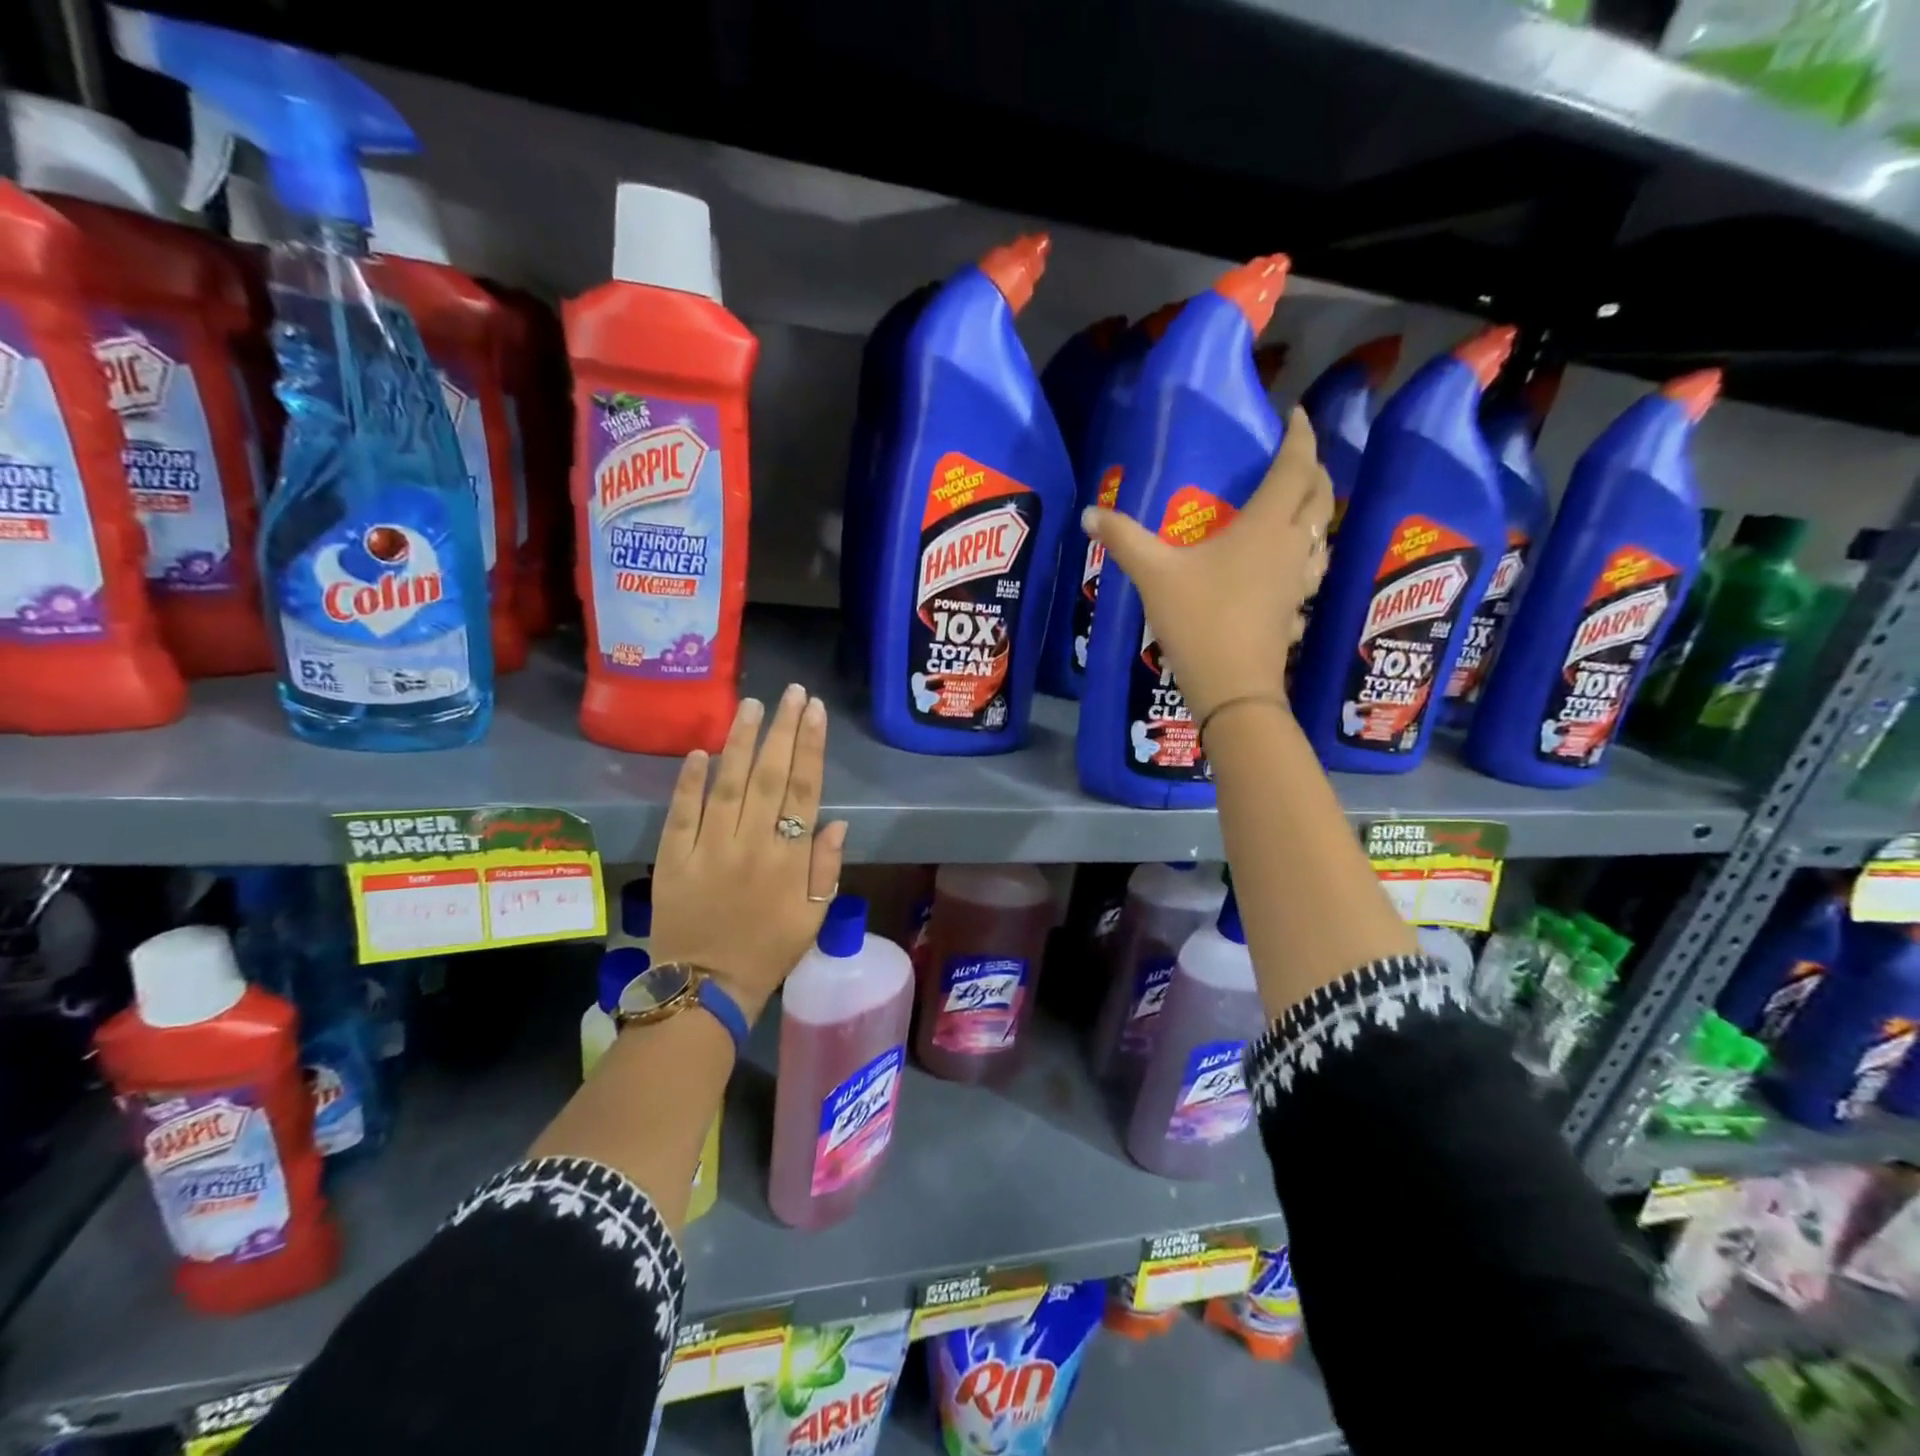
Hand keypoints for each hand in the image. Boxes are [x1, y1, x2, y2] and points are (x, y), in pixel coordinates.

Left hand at [648, 685, 847, 1024]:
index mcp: (789, 860)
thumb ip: (826, 869)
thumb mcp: (813, 918)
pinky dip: (689, 781)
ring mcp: (708, 849)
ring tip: (751, 705)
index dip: (810, 748)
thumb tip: (835, 821)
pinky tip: (699, 751)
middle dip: (782, 731)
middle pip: (770, 777)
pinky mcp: (673, 859)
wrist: (705, 988)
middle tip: (791, 693)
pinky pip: (681, 813)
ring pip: (727, 785)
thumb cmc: (768, 951)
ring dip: (740, 743)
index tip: (815, 711)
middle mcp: (751, 846)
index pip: (804, 791)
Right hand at [1084, 407, 1332, 719]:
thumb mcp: (1153, 575)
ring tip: (1294, 508)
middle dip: (1313, 468)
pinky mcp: (1295, 610)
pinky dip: (1304, 555)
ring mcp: (1299, 581)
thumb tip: (1090, 514)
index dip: (1300, 436)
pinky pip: (1310, 571)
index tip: (1295, 414)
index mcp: (1266, 525)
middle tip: (1294, 458)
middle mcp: (1293, 546)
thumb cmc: (1199, 621)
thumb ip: (1124, 540)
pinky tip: (1285, 568)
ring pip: (1323, 534)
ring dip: (1315, 513)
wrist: (1233, 688)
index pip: (1296, 467)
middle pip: (1319, 495)